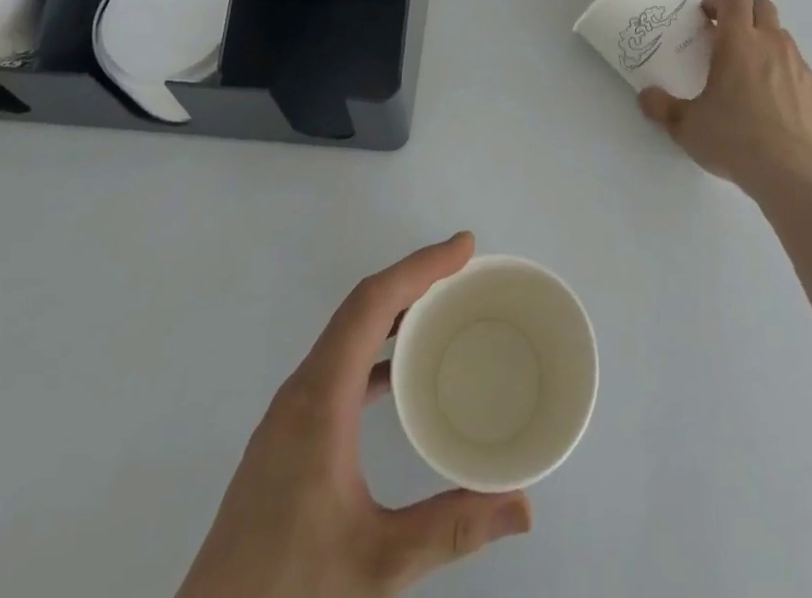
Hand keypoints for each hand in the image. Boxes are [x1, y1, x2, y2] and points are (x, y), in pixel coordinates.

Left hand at [178, 233, 531, 596]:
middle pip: (360, 307)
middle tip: (463, 269)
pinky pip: (338, 363)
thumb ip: (452, 529)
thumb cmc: (290, 590)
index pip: (372, 303)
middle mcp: (302, 389)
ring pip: (346, 333)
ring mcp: (290, 411)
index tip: (463, 248)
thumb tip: (524, 507)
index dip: (420, 266)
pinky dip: (375, 347)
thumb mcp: (379, 563)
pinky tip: (399, 373)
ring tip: (440, 308)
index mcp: (321, 398)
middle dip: (412, 278)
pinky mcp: (287, 434)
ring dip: (392, 309)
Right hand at [638, 0, 811, 197]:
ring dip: (763, 39)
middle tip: (724, 37)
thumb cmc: (735, 139)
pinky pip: (795, 63)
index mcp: (739, 42)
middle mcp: (771, 43)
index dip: (718, 1)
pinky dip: (780, 67)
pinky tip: (769, 98)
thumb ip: (662, 107)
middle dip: (743, 13)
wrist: (794, 173)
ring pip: (781, 33)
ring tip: (746, 69)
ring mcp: (797, 64)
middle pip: (762, 6)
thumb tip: (645, 96)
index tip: (705, 19)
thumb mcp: (687, 127)